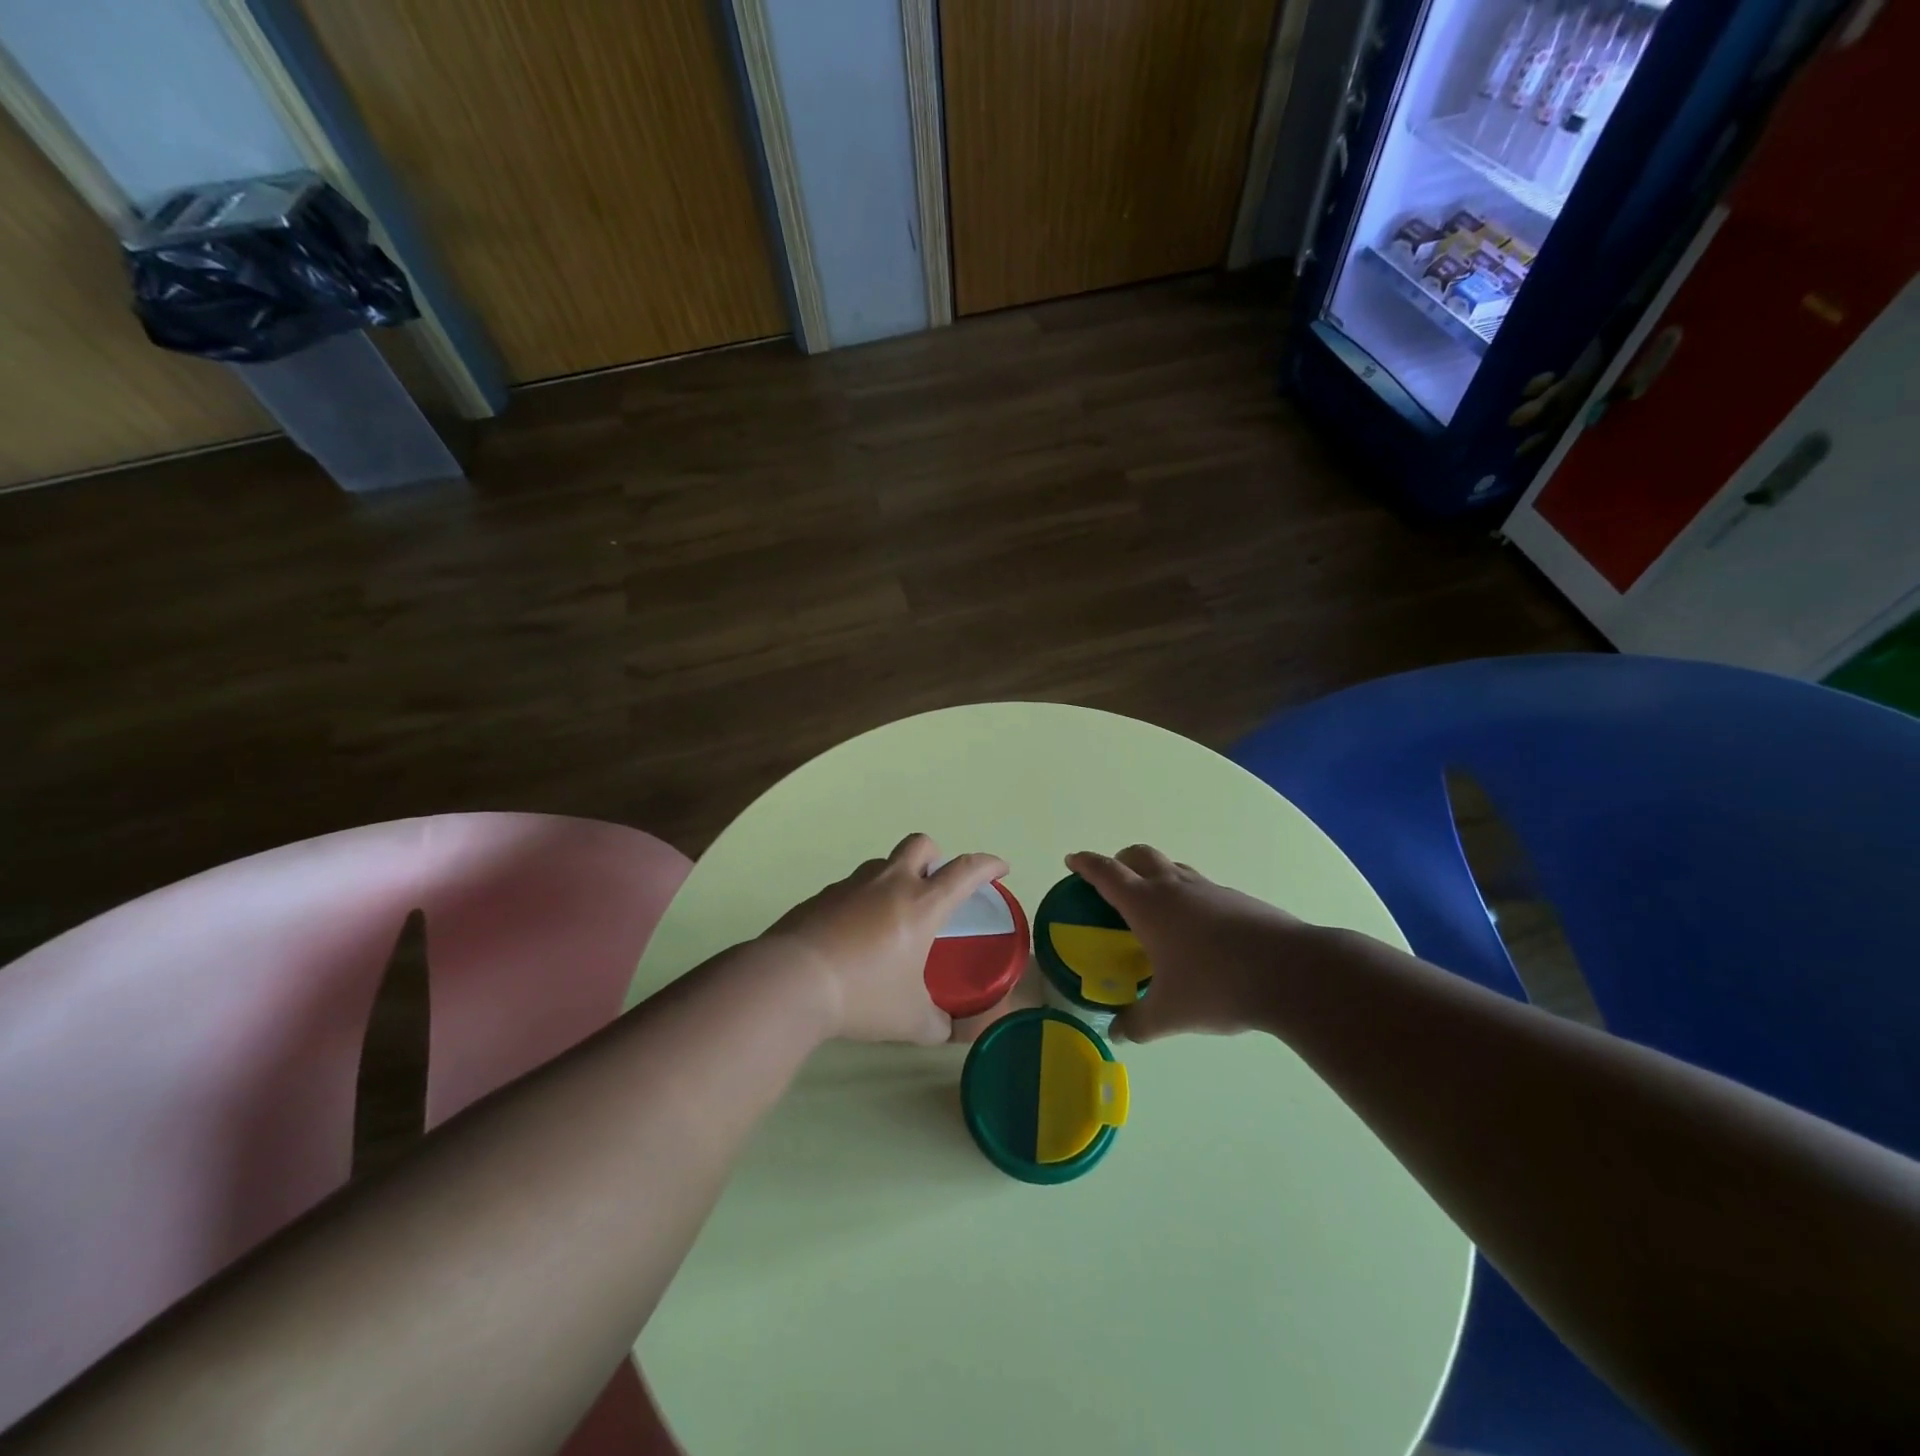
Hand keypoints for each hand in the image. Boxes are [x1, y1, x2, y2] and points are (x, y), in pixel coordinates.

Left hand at [765, 834, 1008, 1044]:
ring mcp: (851, 886)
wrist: (791, 982)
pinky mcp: (820, 896)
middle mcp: (889, 884)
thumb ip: (935, 1024)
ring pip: (882, 864)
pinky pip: (851, 888)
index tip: (1000, 868)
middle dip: (935, 858)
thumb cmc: (863, 995)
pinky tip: (852, 937)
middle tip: (935, 887)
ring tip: (891, 919)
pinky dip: (862, 901)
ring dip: (895, 879)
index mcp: (921, 905)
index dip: (988, 865)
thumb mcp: (909, 1020)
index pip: (965, 871)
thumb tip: (944, 1030)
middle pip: (921, 845)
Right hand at [1066, 845, 1310, 1040]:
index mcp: (1148, 905)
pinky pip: (1201, 888)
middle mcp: (1175, 888)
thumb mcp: (1170, 1013)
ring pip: (1174, 869)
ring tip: (1154, 907)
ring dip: (1156, 875)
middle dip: (1121, 860)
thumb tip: (1117, 1033)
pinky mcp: (1238, 900)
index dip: (1086, 864)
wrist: (1291, 973)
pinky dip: (1187, 897)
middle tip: (1112, 880)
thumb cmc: (1217, 986)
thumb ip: (1138, 1023)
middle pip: (1140, 856)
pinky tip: (1195, 931)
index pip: (1107, 873)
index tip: (1072, 861)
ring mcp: (1210, 890)